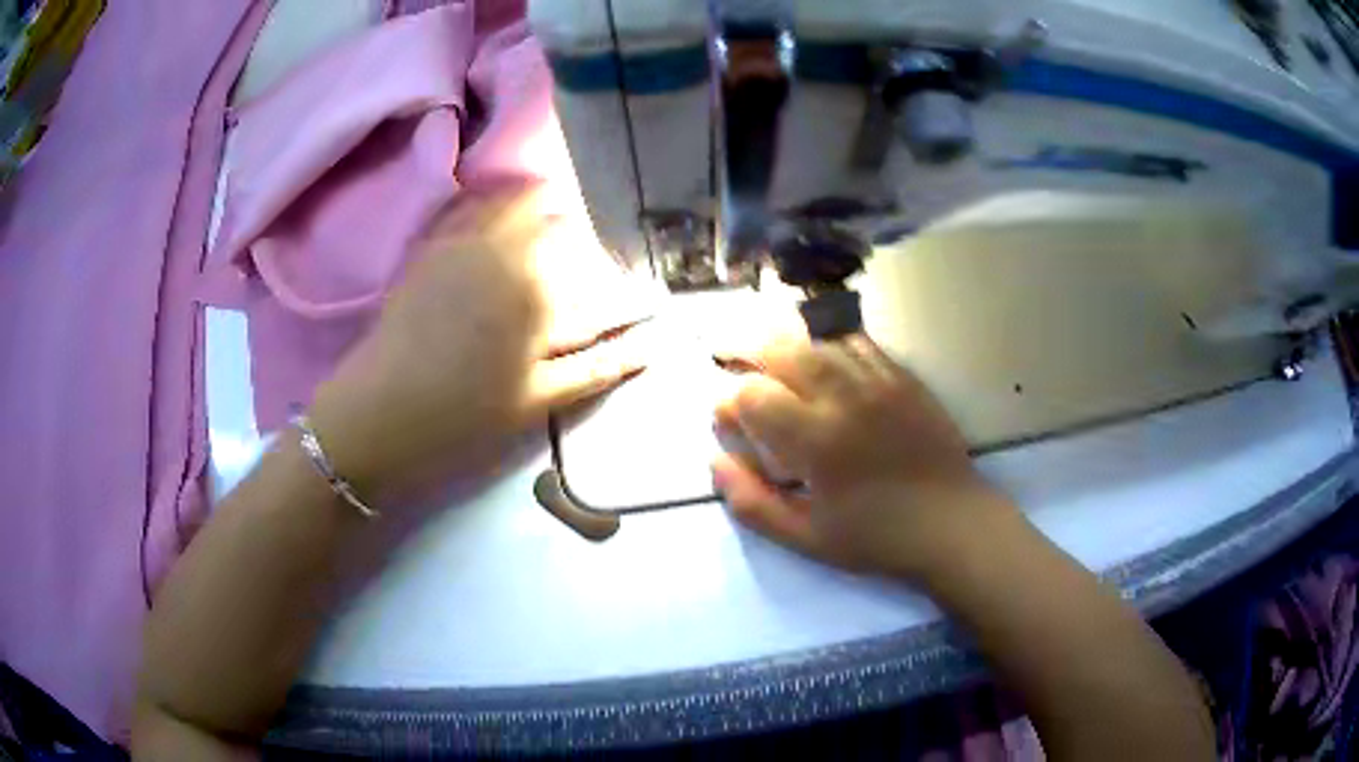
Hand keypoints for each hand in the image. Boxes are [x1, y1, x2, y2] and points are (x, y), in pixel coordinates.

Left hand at [309, 186, 652, 500]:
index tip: (620, 280)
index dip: (611, 267)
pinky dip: (489, 198)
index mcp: (540, 291)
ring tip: (544, 216)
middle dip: (575, 227)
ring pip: (513, 200)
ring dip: (536, 201)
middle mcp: (505, 253)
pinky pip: (466, 204)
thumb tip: (652, 346)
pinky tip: (494, 205)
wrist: (382, 411)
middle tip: (578, 248)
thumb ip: (598, 366)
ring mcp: (463, 242)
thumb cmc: (464, 414)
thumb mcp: (539, 399)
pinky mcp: (429, 244)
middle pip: (556, 218)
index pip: (593, 263)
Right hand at [713, 333, 1014, 579]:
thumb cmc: (877, 537)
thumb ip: (753, 503)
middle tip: (730, 360)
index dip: (729, 404)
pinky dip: (826, 334)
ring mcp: (877, 379)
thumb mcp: (807, 538)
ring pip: (817, 334)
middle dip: (746, 351)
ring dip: (783, 336)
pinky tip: (814, 343)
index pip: (753, 396)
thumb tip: (716, 462)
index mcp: (817, 441)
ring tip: (764, 346)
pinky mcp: (901, 375)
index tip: (727, 421)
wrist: (951, 522)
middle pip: (781, 349)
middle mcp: (844, 397)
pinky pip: (855, 338)